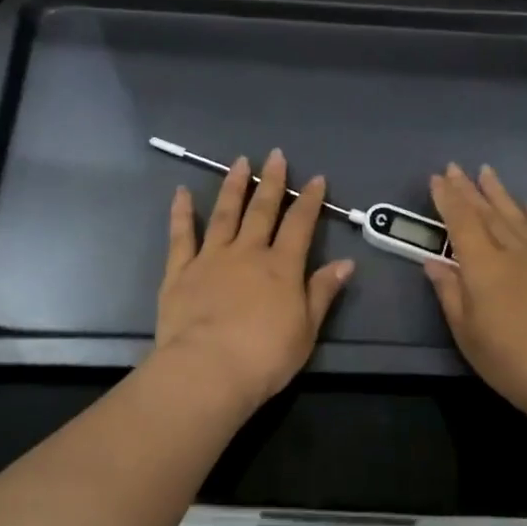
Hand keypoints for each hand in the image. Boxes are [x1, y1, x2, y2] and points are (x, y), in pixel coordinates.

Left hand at [153, 148, 355, 414]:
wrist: (208, 370)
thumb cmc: (264, 357)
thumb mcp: (306, 330)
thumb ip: (322, 292)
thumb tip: (346, 263)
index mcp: (281, 267)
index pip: (300, 225)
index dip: (310, 201)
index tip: (317, 179)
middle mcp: (248, 252)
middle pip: (262, 210)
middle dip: (272, 181)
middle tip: (275, 155)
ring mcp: (211, 258)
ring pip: (225, 213)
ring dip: (233, 186)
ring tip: (239, 162)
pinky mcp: (180, 271)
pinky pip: (181, 236)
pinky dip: (182, 212)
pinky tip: (182, 192)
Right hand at [423, 163, 526, 420]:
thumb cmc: (509, 360)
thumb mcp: (467, 332)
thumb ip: (450, 292)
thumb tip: (434, 262)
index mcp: (482, 265)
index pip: (460, 222)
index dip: (447, 199)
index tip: (437, 178)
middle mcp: (512, 250)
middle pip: (487, 212)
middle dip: (468, 189)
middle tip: (455, 167)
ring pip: (517, 215)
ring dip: (500, 193)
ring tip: (487, 172)